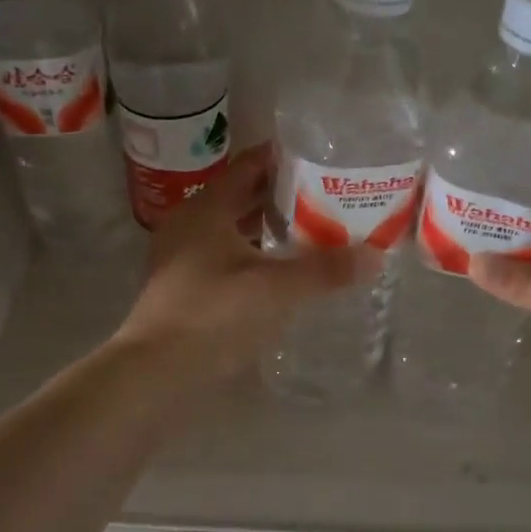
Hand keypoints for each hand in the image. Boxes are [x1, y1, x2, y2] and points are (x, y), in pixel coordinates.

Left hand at [117, 145, 377, 376]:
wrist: (155, 371)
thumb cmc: (214, 315)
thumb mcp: (276, 289)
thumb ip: (325, 269)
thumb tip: (375, 255)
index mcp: (206, 207)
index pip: (250, 166)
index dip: (285, 159)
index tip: (323, 160)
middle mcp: (190, 222)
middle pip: (242, 196)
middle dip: (283, 196)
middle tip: (328, 196)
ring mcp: (181, 255)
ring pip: (232, 229)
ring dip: (268, 228)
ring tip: (312, 231)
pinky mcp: (182, 286)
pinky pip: (224, 255)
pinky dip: (253, 255)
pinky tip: (280, 271)